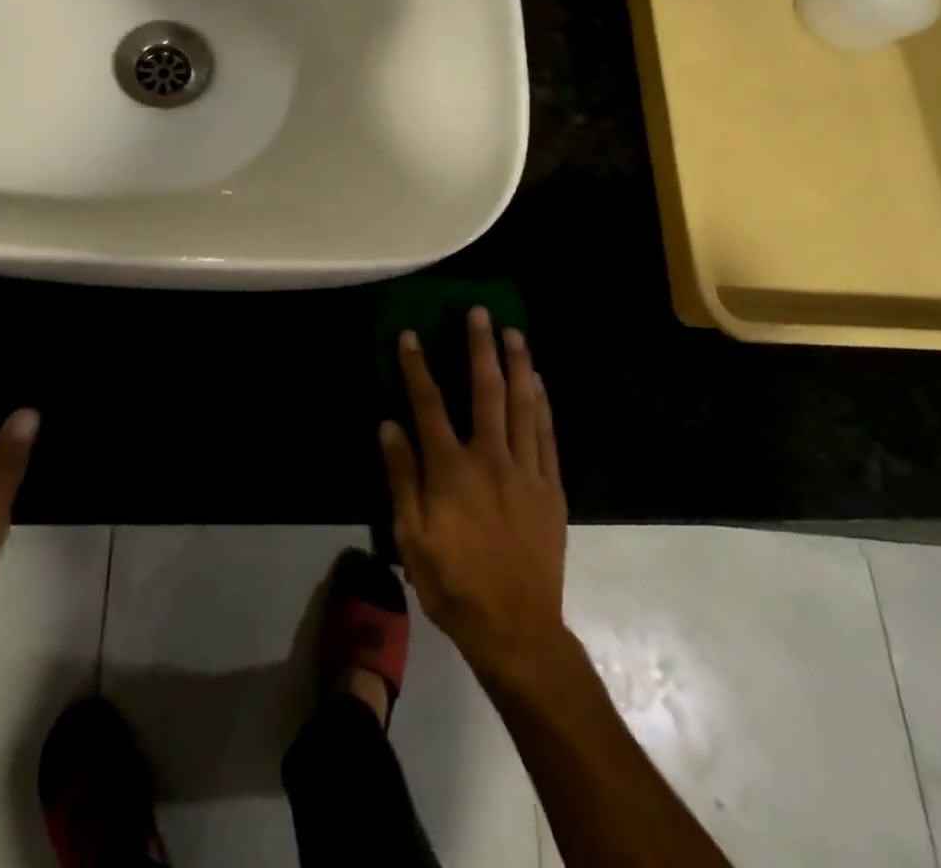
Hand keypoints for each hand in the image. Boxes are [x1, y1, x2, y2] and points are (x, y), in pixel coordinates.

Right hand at [380, 306, 568, 682]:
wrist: (517, 628)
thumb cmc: (454, 583)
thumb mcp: (412, 537)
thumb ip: (402, 476)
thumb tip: (389, 425)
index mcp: (451, 469)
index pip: (429, 404)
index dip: (416, 367)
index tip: (409, 335)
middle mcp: (491, 458)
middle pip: (486, 390)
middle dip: (480, 348)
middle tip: (479, 313)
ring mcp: (526, 470)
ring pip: (523, 404)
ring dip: (518, 364)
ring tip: (514, 333)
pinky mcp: (551, 487)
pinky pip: (547, 434)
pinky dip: (543, 403)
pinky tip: (540, 382)